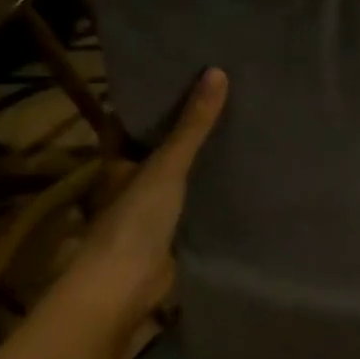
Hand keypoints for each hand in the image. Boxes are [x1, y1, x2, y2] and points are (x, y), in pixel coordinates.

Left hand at [64, 67, 228, 331]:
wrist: (126, 286)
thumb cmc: (135, 220)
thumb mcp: (167, 165)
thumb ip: (192, 125)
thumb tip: (217, 72)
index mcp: (118, 160)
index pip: (129, 120)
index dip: (149, 98)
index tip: (180, 74)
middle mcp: (131, 180)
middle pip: (157, 146)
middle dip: (183, 127)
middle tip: (222, 96)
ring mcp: (152, 208)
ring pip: (178, 174)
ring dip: (200, 158)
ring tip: (239, 126)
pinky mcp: (174, 232)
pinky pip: (195, 201)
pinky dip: (212, 189)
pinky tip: (240, 174)